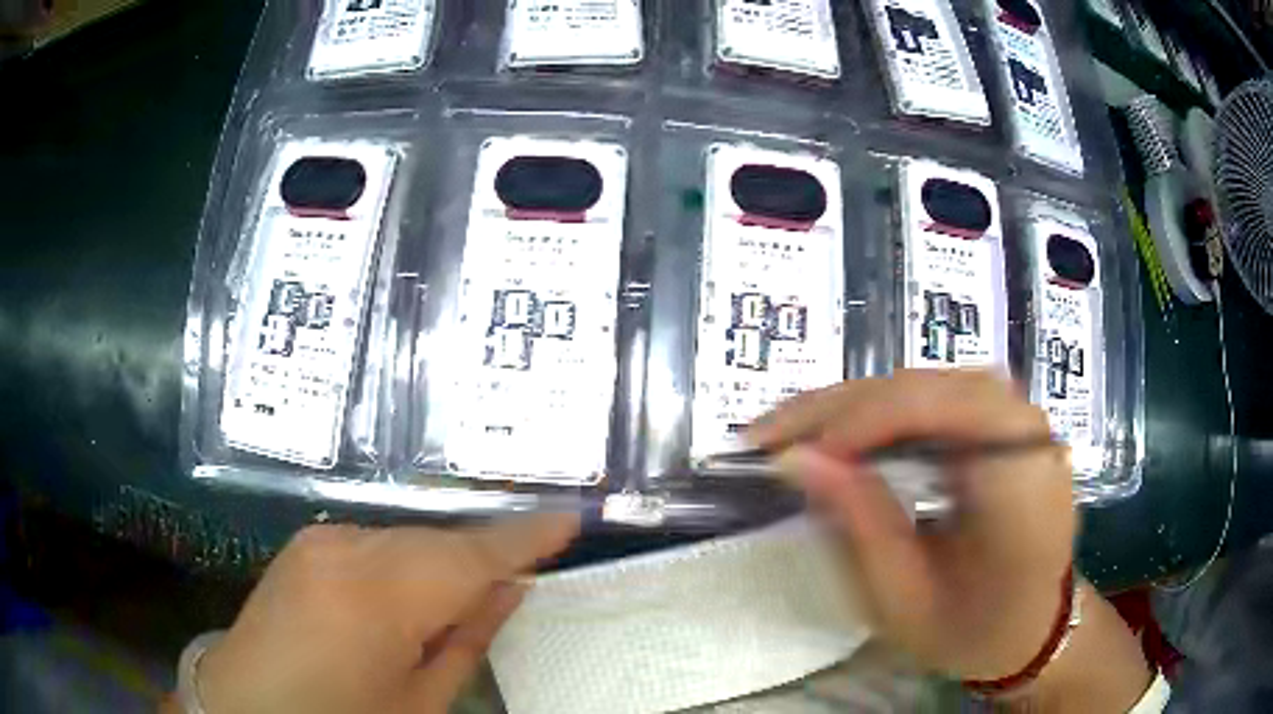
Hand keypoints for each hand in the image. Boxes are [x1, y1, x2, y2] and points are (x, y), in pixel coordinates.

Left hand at [194, 515, 578, 713]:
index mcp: (378, 598)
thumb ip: (467, 639)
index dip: (525, 536)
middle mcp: (347, 550)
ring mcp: (321, 539)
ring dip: (442, 561)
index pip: (471, 555)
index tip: (571, 518)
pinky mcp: (306, 542)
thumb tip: (508, 589)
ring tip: (459, 597)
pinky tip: (408, 593)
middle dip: (483, 555)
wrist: (249, 705)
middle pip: (439, 540)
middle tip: (520, 573)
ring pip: (408, 538)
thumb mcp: (418, 701)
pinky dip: (405, 560)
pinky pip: (376, 542)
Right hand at [749, 370, 1074, 682]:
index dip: (867, 418)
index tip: (796, 452)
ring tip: (799, 432)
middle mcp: (1029, 434)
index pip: (947, 408)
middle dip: (846, 406)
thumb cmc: (974, 631)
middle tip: (772, 434)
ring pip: (930, 384)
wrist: (1031, 630)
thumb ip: (858, 525)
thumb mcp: (905, 601)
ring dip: (859, 405)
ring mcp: (1020, 422)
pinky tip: (848, 434)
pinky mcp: (1004, 425)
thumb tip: (794, 459)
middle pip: (932, 386)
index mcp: (1022, 484)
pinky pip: (939, 398)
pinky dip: (885, 413)